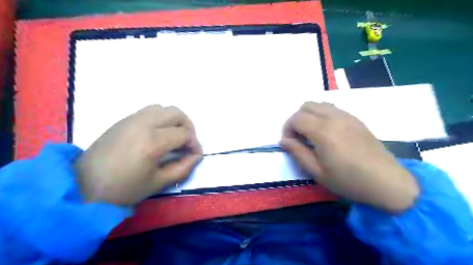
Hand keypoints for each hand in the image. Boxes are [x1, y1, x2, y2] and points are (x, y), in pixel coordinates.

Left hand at [75, 105, 201, 204]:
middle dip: (188, 126)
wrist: (84, 185)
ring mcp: (132, 119)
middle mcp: (143, 124)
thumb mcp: (158, 182)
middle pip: (176, 113)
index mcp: (152, 142)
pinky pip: (149, 111)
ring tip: (174, 136)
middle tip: (187, 142)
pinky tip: (158, 134)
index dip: (194, 144)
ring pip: (163, 108)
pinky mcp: (123, 120)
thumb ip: (183, 167)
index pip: (184, 134)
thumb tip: (197, 155)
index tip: (194, 155)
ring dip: (174, 120)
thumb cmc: (123, 189)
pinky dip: (161, 118)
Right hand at [281, 102, 416, 211]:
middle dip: (296, 119)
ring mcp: (347, 116)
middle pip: (306, 106)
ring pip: (320, 104)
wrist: (387, 182)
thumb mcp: (317, 172)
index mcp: (323, 131)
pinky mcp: (356, 119)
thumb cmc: (348, 181)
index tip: (289, 142)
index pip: (296, 118)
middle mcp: (334, 117)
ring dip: (309, 115)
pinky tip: (327, 132)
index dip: (287, 128)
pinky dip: (322, 115)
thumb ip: (297, 152)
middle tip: (298, 137)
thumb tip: (284, 140)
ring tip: (311, 134)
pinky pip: (333, 109)